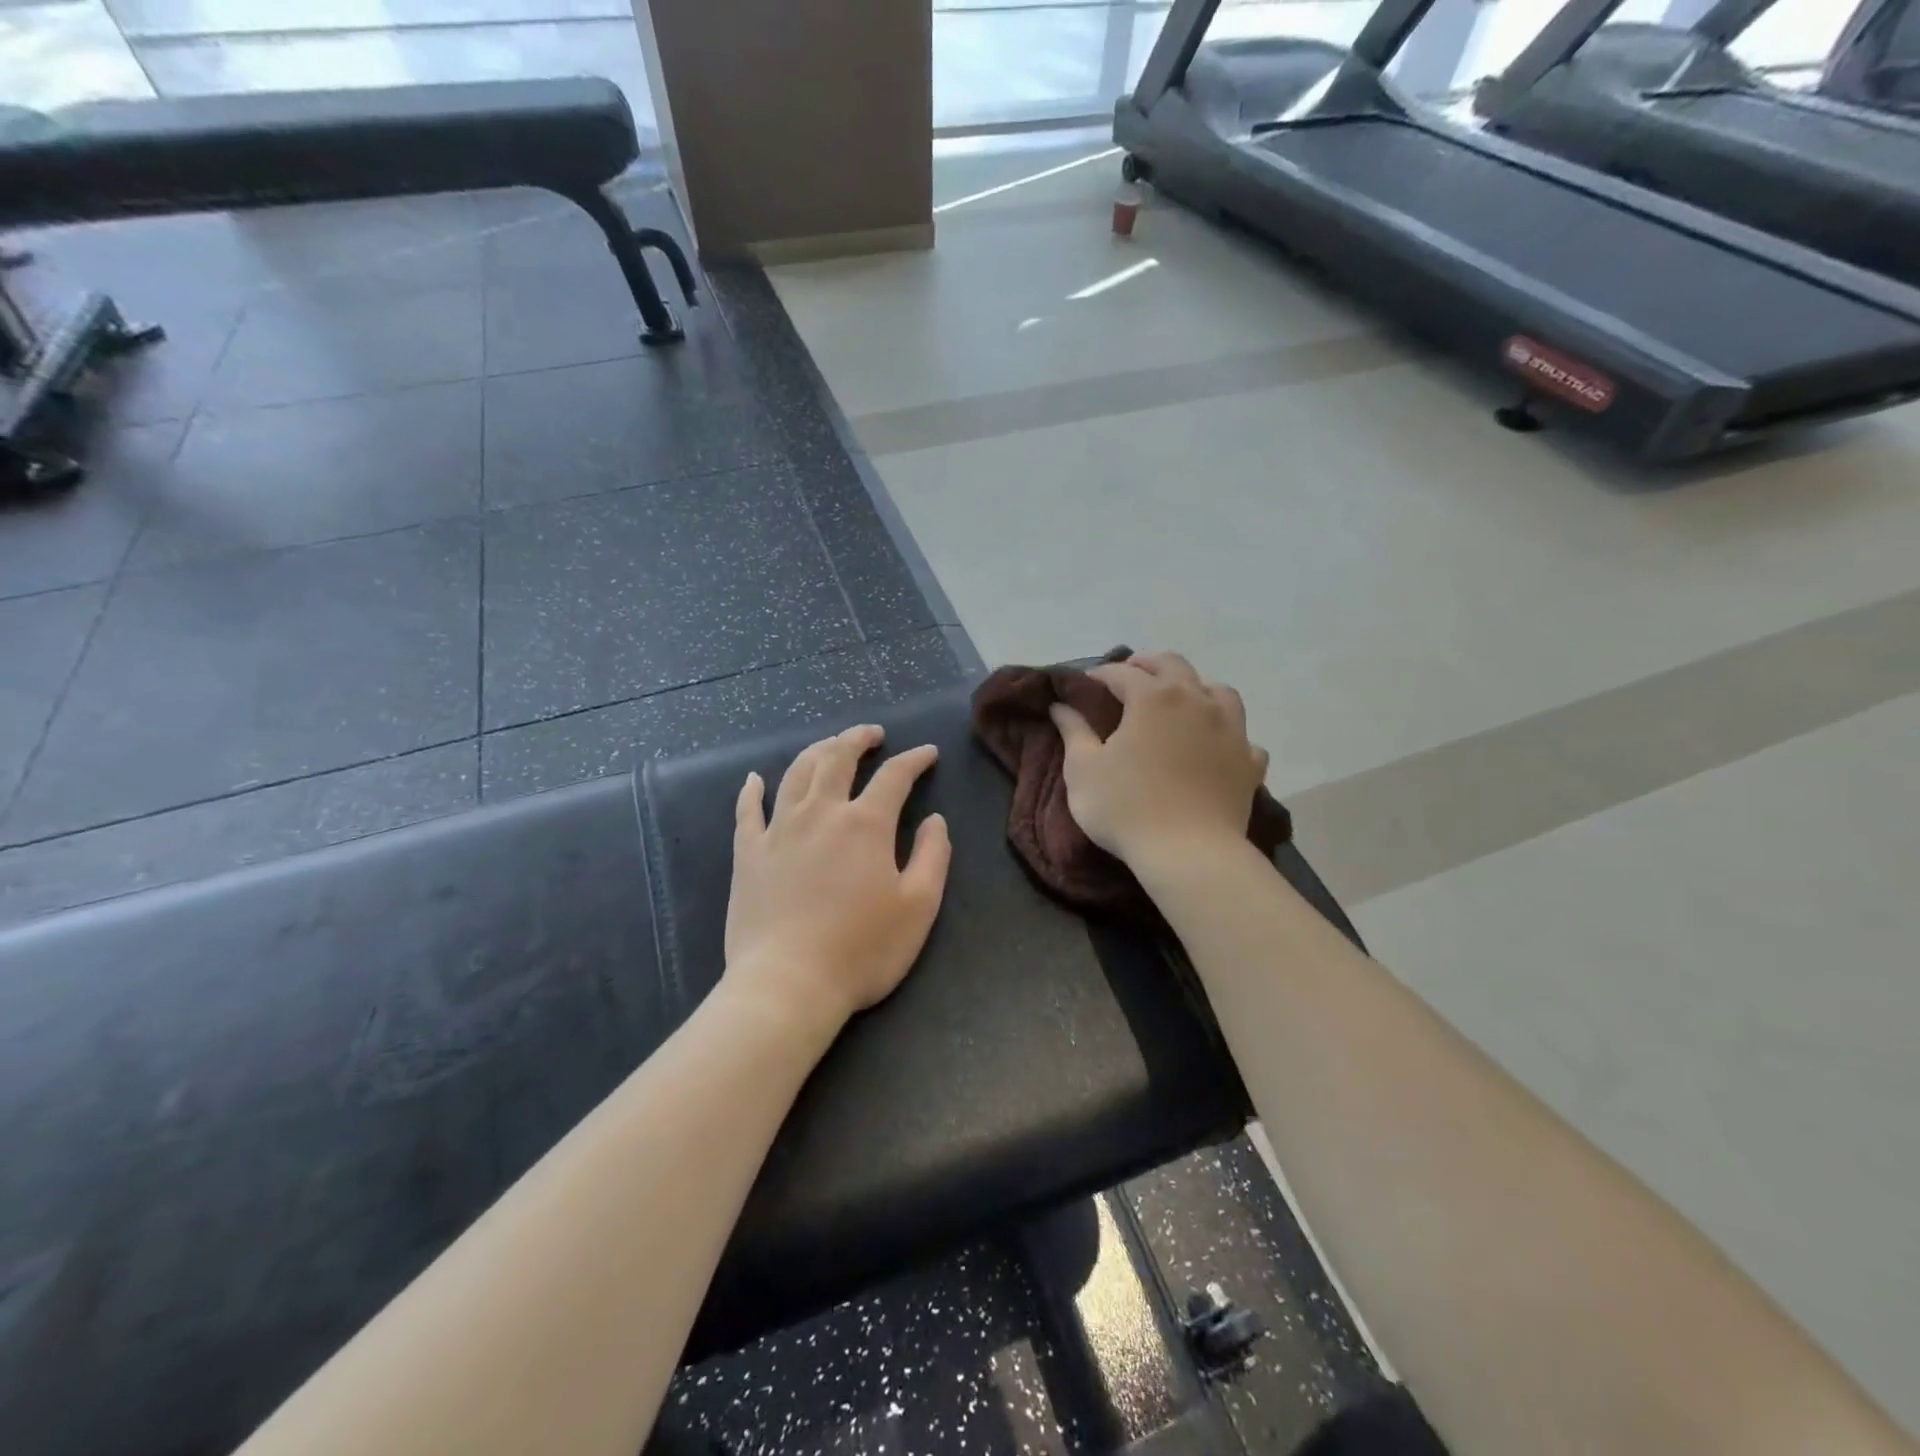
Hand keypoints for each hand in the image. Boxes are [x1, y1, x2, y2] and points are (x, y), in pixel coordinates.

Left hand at [724, 724, 950, 1033]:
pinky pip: (747, 811)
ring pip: (796, 774)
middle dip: (858, 739)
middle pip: (837, 758)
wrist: (788, 984)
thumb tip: (934, 820)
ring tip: (830, 745)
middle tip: (872, 733)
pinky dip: (752, 790)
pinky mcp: (748, 854)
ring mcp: (779, 831)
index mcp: (865, 824)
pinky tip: (754, 779)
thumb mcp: (919, 907)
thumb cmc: (862, 949)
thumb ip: (933, 856)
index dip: (914, 760)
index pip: (894, 776)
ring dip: (816, 752)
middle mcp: (821, 813)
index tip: (927, 753)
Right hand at [1050, 652, 1268, 865]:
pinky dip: (1225, 733)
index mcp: (1153, 697)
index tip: (1085, 683)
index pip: (1122, 673)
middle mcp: (1196, 701)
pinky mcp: (1250, 762)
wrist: (1189, 854)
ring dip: (1195, 688)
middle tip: (1129, 676)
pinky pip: (1241, 735)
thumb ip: (1073, 731)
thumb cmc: (1127, 808)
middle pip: (1174, 665)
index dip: (1100, 674)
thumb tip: (1061, 705)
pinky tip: (1216, 745)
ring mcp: (1231, 729)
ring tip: (1180, 701)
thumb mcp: (1083, 769)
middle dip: (1148, 665)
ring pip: (1218, 690)